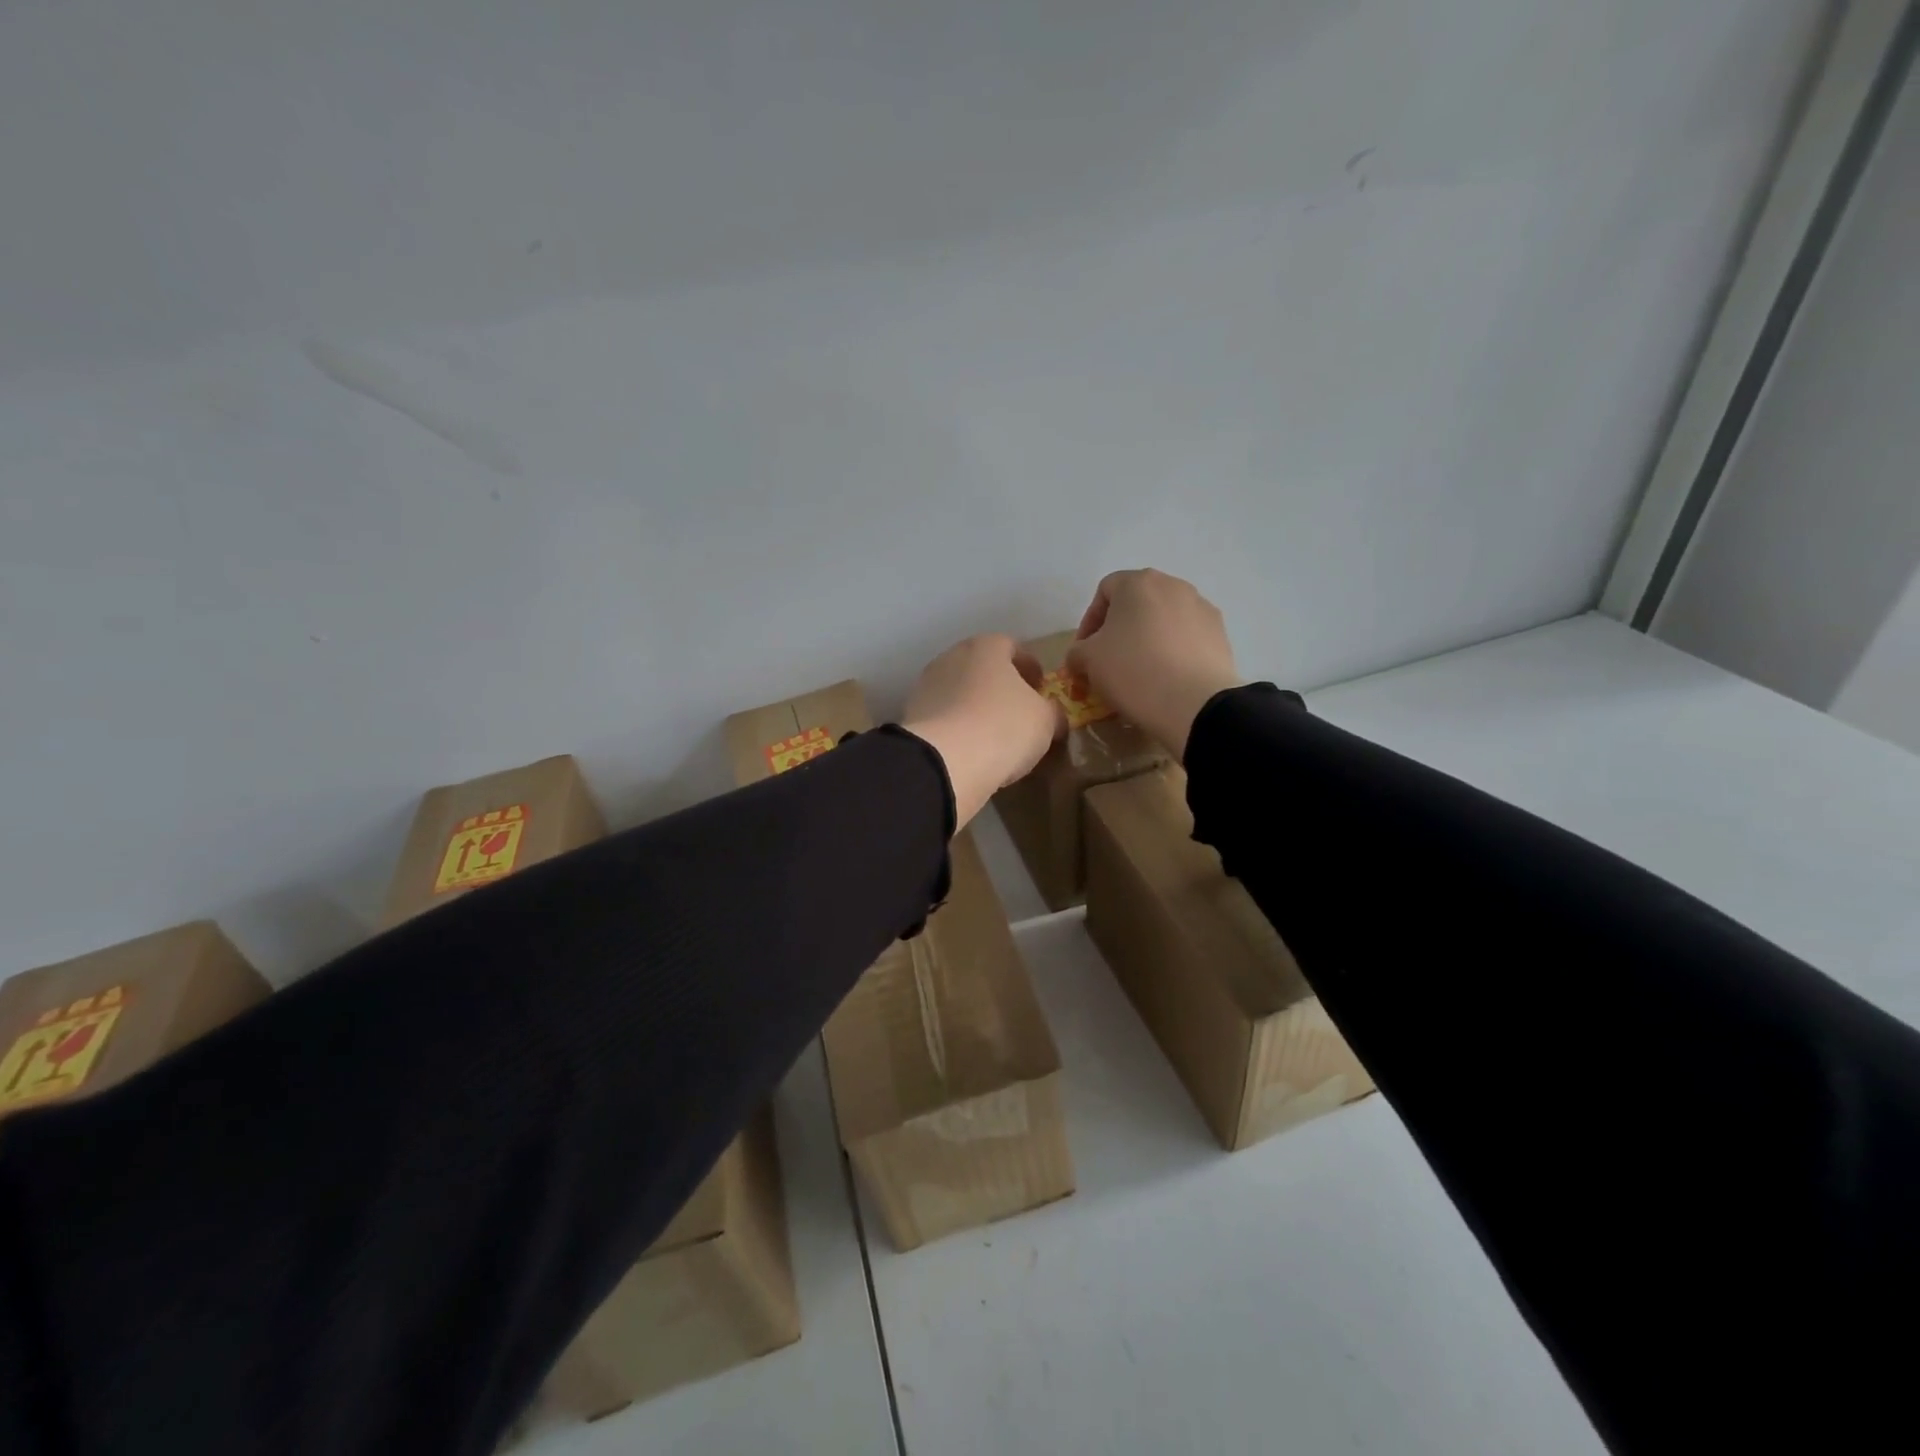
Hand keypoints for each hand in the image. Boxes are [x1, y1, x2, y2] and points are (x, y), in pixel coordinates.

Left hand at [903, 634, 1064, 828]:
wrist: (944, 761)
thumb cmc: (1004, 727)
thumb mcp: (1046, 721)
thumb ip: (1053, 712)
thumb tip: (1053, 715)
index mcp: (986, 647)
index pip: (1013, 647)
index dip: (1030, 667)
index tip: (1041, 688)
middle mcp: (952, 657)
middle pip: (982, 667)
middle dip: (1000, 685)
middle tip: (1018, 710)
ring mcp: (927, 686)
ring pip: (960, 691)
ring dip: (975, 706)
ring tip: (992, 733)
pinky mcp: (912, 716)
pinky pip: (944, 717)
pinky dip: (957, 727)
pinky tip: (970, 748)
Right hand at [1067, 569, 1242, 759]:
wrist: (1195, 704)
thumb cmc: (1133, 671)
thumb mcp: (1087, 661)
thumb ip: (1077, 652)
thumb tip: (1081, 657)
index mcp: (1138, 582)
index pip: (1104, 591)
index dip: (1089, 622)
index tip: (1084, 652)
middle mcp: (1173, 585)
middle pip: (1137, 603)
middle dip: (1119, 629)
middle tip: (1109, 661)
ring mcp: (1202, 608)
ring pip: (1164, 619)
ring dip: (1148, 639)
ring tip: (1140, 672)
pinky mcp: (1221, 634)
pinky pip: (1187, 637)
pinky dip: (1173, 651)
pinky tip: (1168, 678)